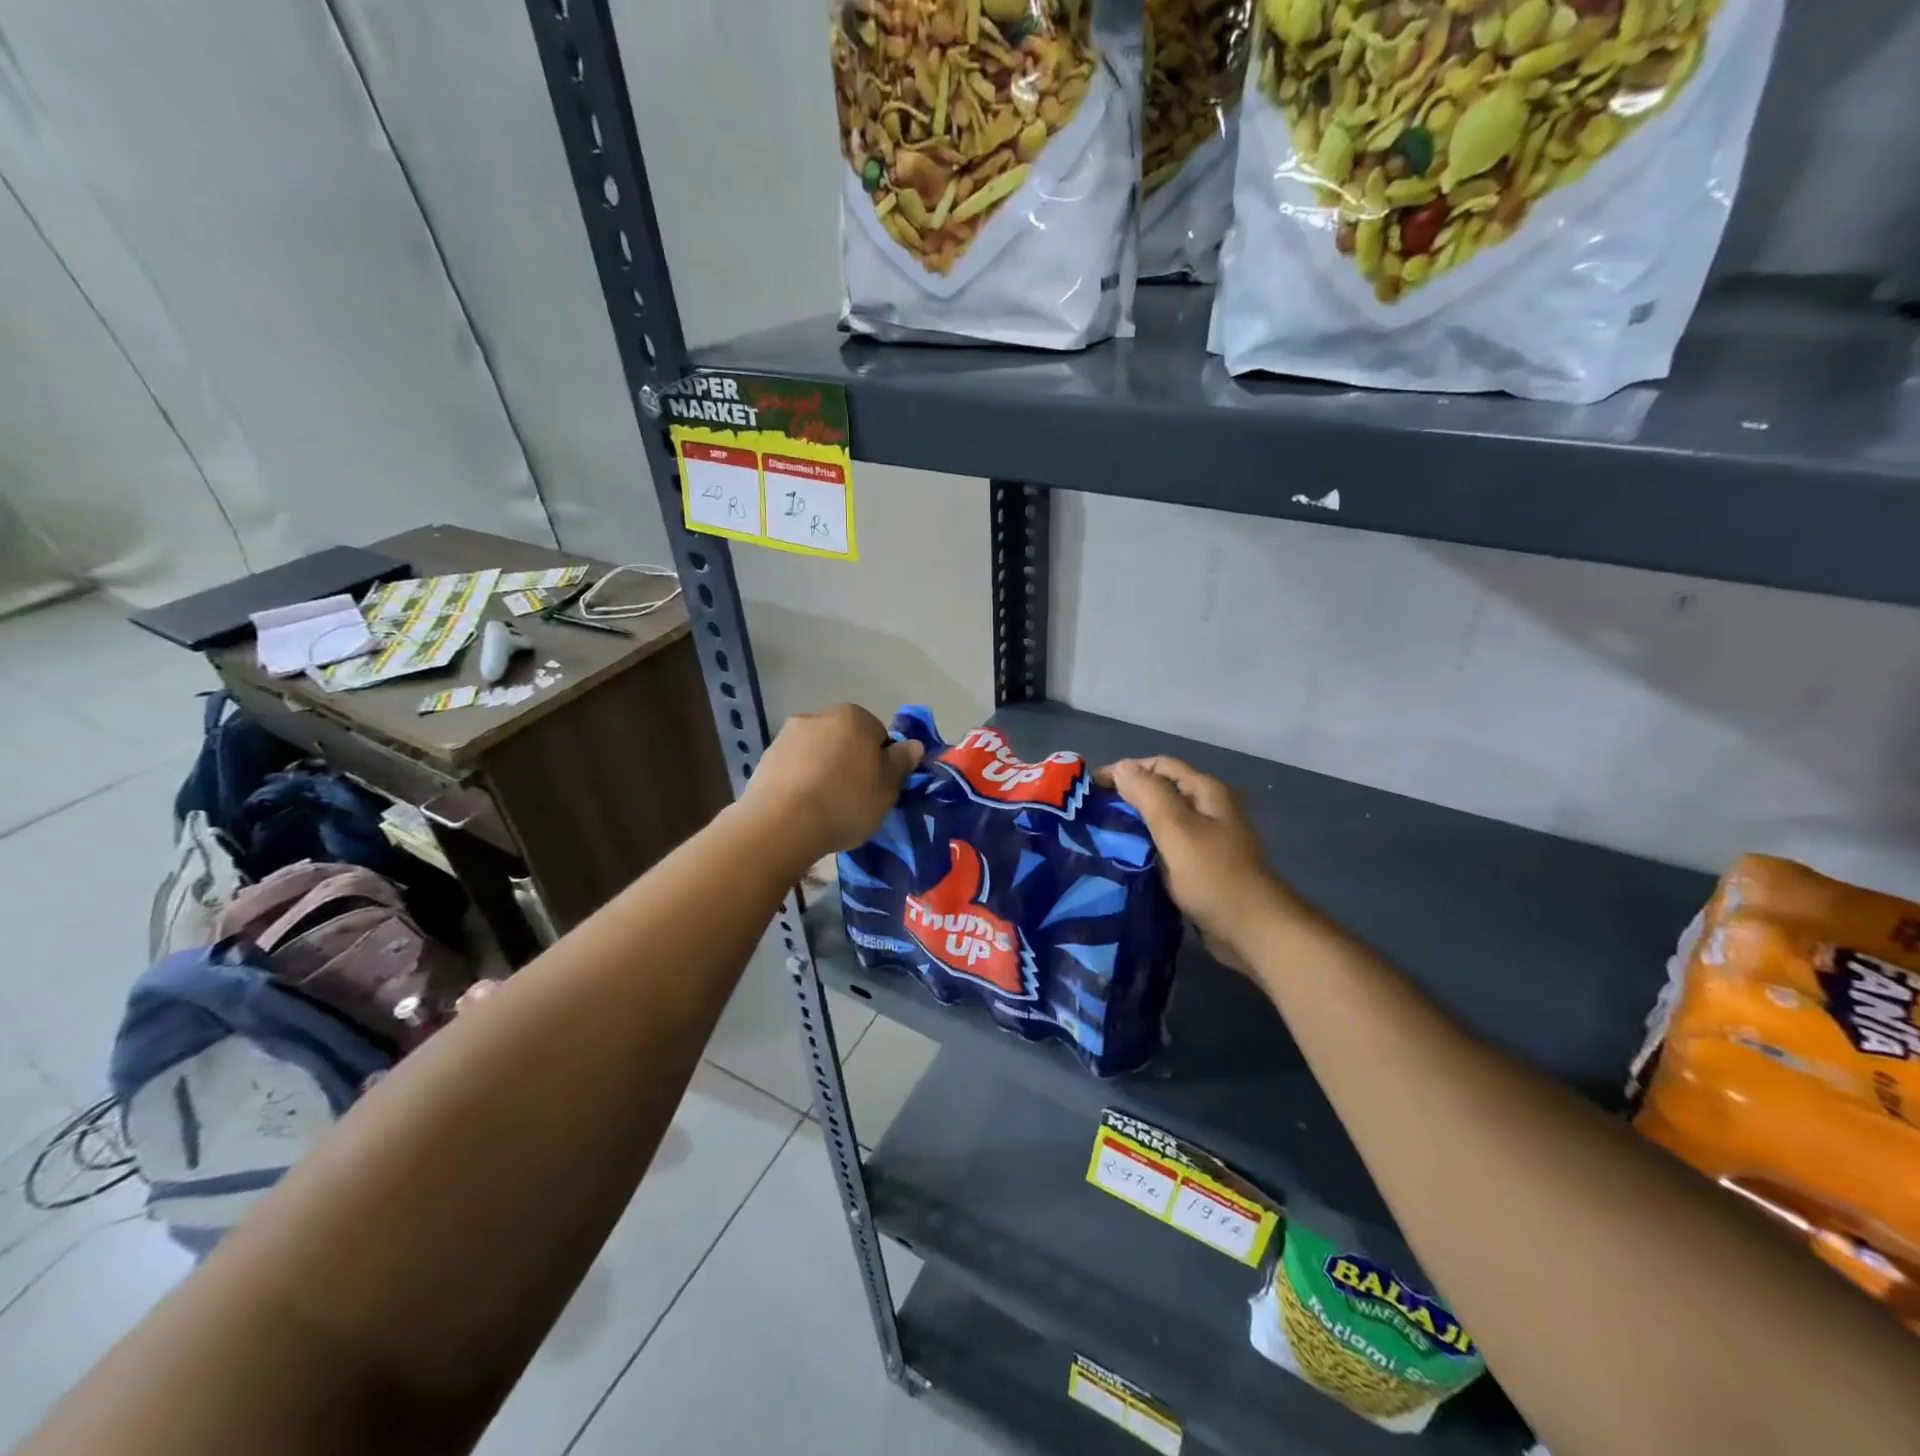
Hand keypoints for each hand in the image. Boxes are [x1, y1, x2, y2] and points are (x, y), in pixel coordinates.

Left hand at [741, 704, 923, 862]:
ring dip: (823, 770)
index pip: (878, 734)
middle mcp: (819, 716)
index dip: (882, 762)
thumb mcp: (887, 788)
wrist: (782, 823)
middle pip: (845, 739)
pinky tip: (802, 808)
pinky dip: (800, 780)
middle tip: (854, 798)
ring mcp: (788, 735)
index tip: (878, 788)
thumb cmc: (846, 802)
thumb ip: (901, 762)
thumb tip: (913, 745)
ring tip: (824, 806)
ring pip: (817, 752)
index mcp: (854, 717)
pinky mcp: (766, 757)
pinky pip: (794, 767)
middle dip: (850, 762)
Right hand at [1102, 756, 1299, 971]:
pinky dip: (1145, 845)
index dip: (1125, 770)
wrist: (1252, 930)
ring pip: (1162, 819)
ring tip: (1101, 833)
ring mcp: (1205, 837)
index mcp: (1205, 792)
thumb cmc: (1213, 875)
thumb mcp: (1177, 829)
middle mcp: (1207, 808)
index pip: (1158, 765)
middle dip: (1127, 796)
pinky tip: (1124, 857)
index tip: (1091, 788)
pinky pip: (1165, 845)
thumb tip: (1122, 767)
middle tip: (1092, 811)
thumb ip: (1148, 794)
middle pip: (1161, 790)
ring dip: (1134, 822)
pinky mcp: (1199, 864)